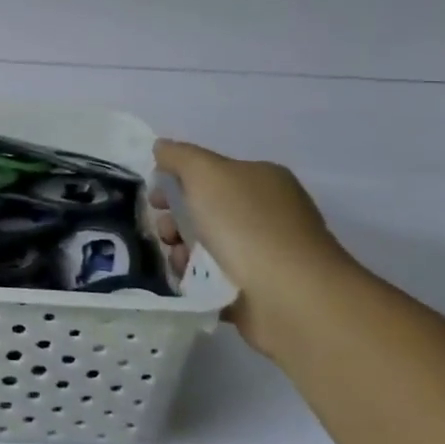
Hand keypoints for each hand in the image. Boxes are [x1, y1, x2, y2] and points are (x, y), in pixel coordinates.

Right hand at [150, 139, 356, 354]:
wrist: (290, 296)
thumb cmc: (246, 224)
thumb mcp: (205, 172)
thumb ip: (179, 156)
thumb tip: (161, 147)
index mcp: (261, 179)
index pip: (209, 173)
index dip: (176, 181)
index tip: (155, 198)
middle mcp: (266, 212)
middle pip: (203, 210)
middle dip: (174, 220)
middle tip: (165, 232)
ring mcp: (263, 253)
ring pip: (204, 246)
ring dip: (181, 250)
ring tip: (178, 260)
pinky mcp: (256, 289)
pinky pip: (213, 278)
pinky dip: (197, 278)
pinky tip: (191, 281)